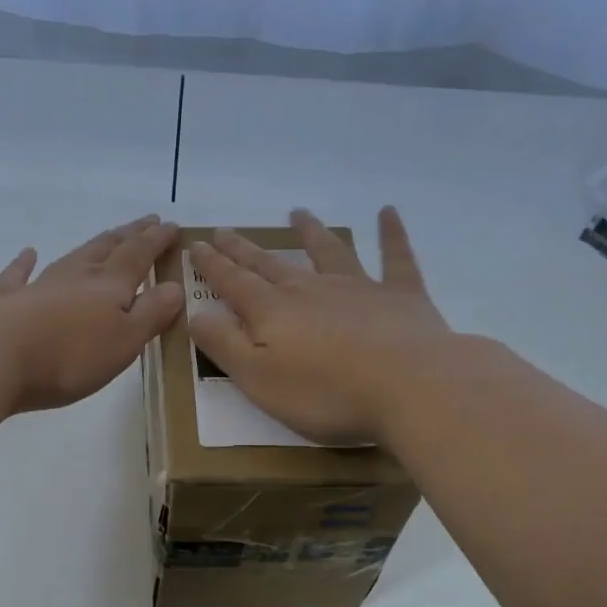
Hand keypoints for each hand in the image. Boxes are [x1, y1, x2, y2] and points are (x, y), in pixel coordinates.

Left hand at [0, 214, 184, 411]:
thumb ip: (151, 313)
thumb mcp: (125, 341)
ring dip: (93, 245)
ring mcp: (40, 286)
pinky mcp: (9, 302)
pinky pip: (18, 275)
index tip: (172, 226)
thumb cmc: (71, 356)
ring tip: (107, 236)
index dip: (157, 240)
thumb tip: (175, 286)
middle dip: (130, 235)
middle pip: (107, 248)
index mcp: (109, 285)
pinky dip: (24, 263)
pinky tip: (27, 253)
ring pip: (72, 257)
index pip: (139, 254)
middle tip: (146, 222)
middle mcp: (76, 276)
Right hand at [187, 208, 455, 444]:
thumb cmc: (326, 393)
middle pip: (271, 264)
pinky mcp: (401, 296)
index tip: (196, 245)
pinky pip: (395, 257)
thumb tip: (196, 313)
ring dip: (311, 232)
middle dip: (244, 249)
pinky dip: (391, 234)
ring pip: (328, 252)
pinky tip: (387, 212)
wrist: (411, 387)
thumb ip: (224, 344)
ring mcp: (358, 287)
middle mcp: (310, 290)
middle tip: (225, 231)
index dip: (212, 265)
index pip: (233, 282)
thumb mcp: (258, 378)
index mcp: (273, 312)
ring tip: (299, 214)